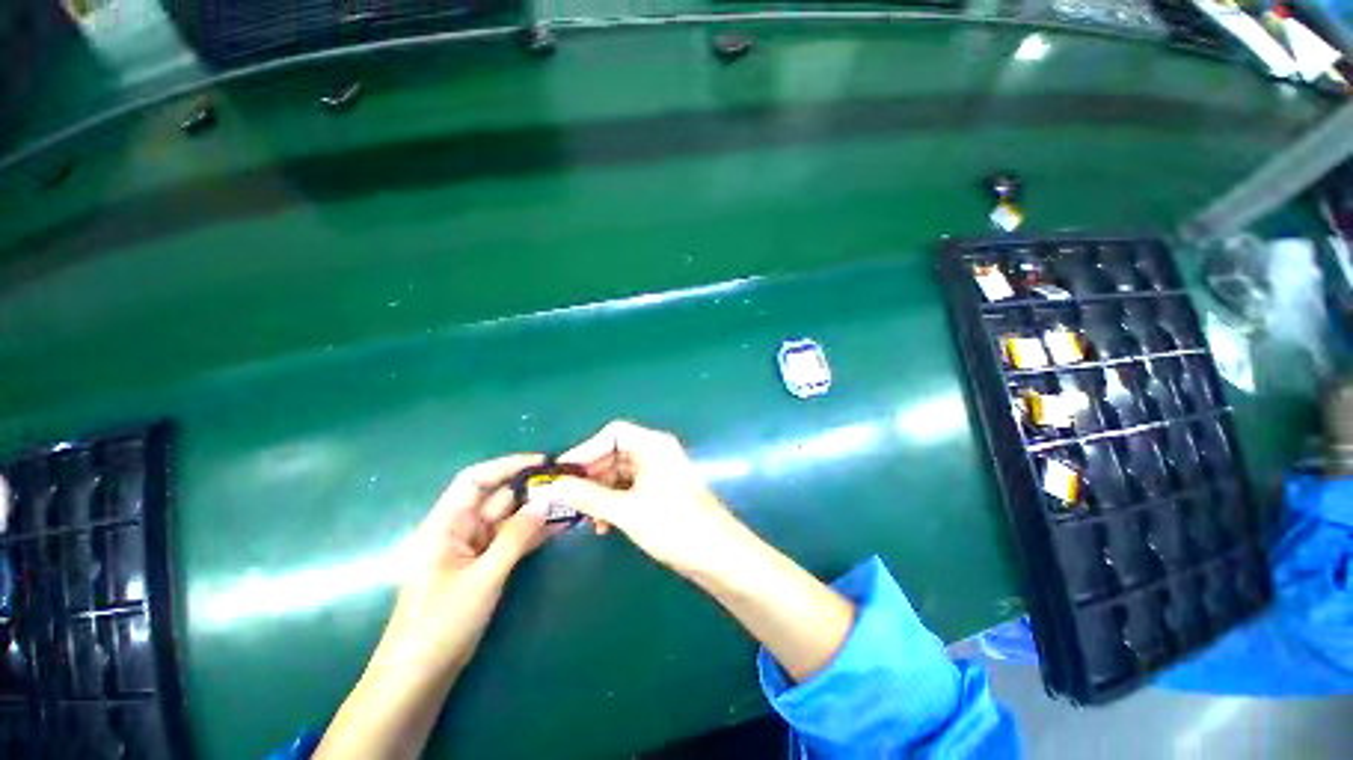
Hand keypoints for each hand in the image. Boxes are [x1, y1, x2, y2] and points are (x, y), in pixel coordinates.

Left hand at [371, 453, 555, 679]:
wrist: (420, 675)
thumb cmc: (441, 624)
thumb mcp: (483, 578)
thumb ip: (516, 537)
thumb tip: (547, 500)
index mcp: (446, 524)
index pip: (475, 479)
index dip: (507, 465)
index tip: (542, 462)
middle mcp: (460, 529)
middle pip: (497, 497)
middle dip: (531, 489)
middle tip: (567, 484)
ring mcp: (474, 548)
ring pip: (509, 518)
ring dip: (536, 511)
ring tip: (571, 502)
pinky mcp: (485, 564)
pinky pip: (513, 539)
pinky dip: (533, 532)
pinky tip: (560, 526)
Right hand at [530, 420, 744, 576]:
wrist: (717, 555)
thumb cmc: (673, 525)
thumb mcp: (625, 511)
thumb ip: (586, 496)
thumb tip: (550, 487)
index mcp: (653, 445)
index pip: (613, 434)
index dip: (586, 449)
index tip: (562, 472)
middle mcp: (657, 452)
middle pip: (615, 453)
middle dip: (590, 476)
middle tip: (564, 498)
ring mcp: (660, 472)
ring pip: (620, 473)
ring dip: (600, 493)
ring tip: (584, 518)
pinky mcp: (661, 491)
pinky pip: (630, 488)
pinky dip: (614, 502)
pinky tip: (603, 525)